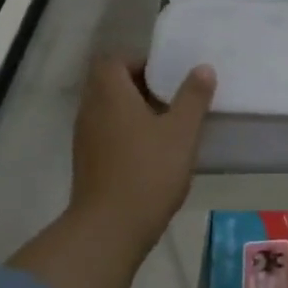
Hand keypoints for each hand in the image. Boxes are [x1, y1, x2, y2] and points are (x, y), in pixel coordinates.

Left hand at [69, 55, 214, 260]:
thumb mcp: (181, 132)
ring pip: (110, 111)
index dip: (141, 62)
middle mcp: (90, 110)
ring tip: (169, 127)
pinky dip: (128, 134)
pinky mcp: (88, 162)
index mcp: (109, 94)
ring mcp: (85, 137)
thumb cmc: (149, 171)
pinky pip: (108, 134)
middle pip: (111, 84)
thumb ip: (193, 97)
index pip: (115, 60)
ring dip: (136, 112)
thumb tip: (202, 68)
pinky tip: (154, 153)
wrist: (112, 226)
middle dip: (142, 87)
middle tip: (175, 99)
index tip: (169, 76)